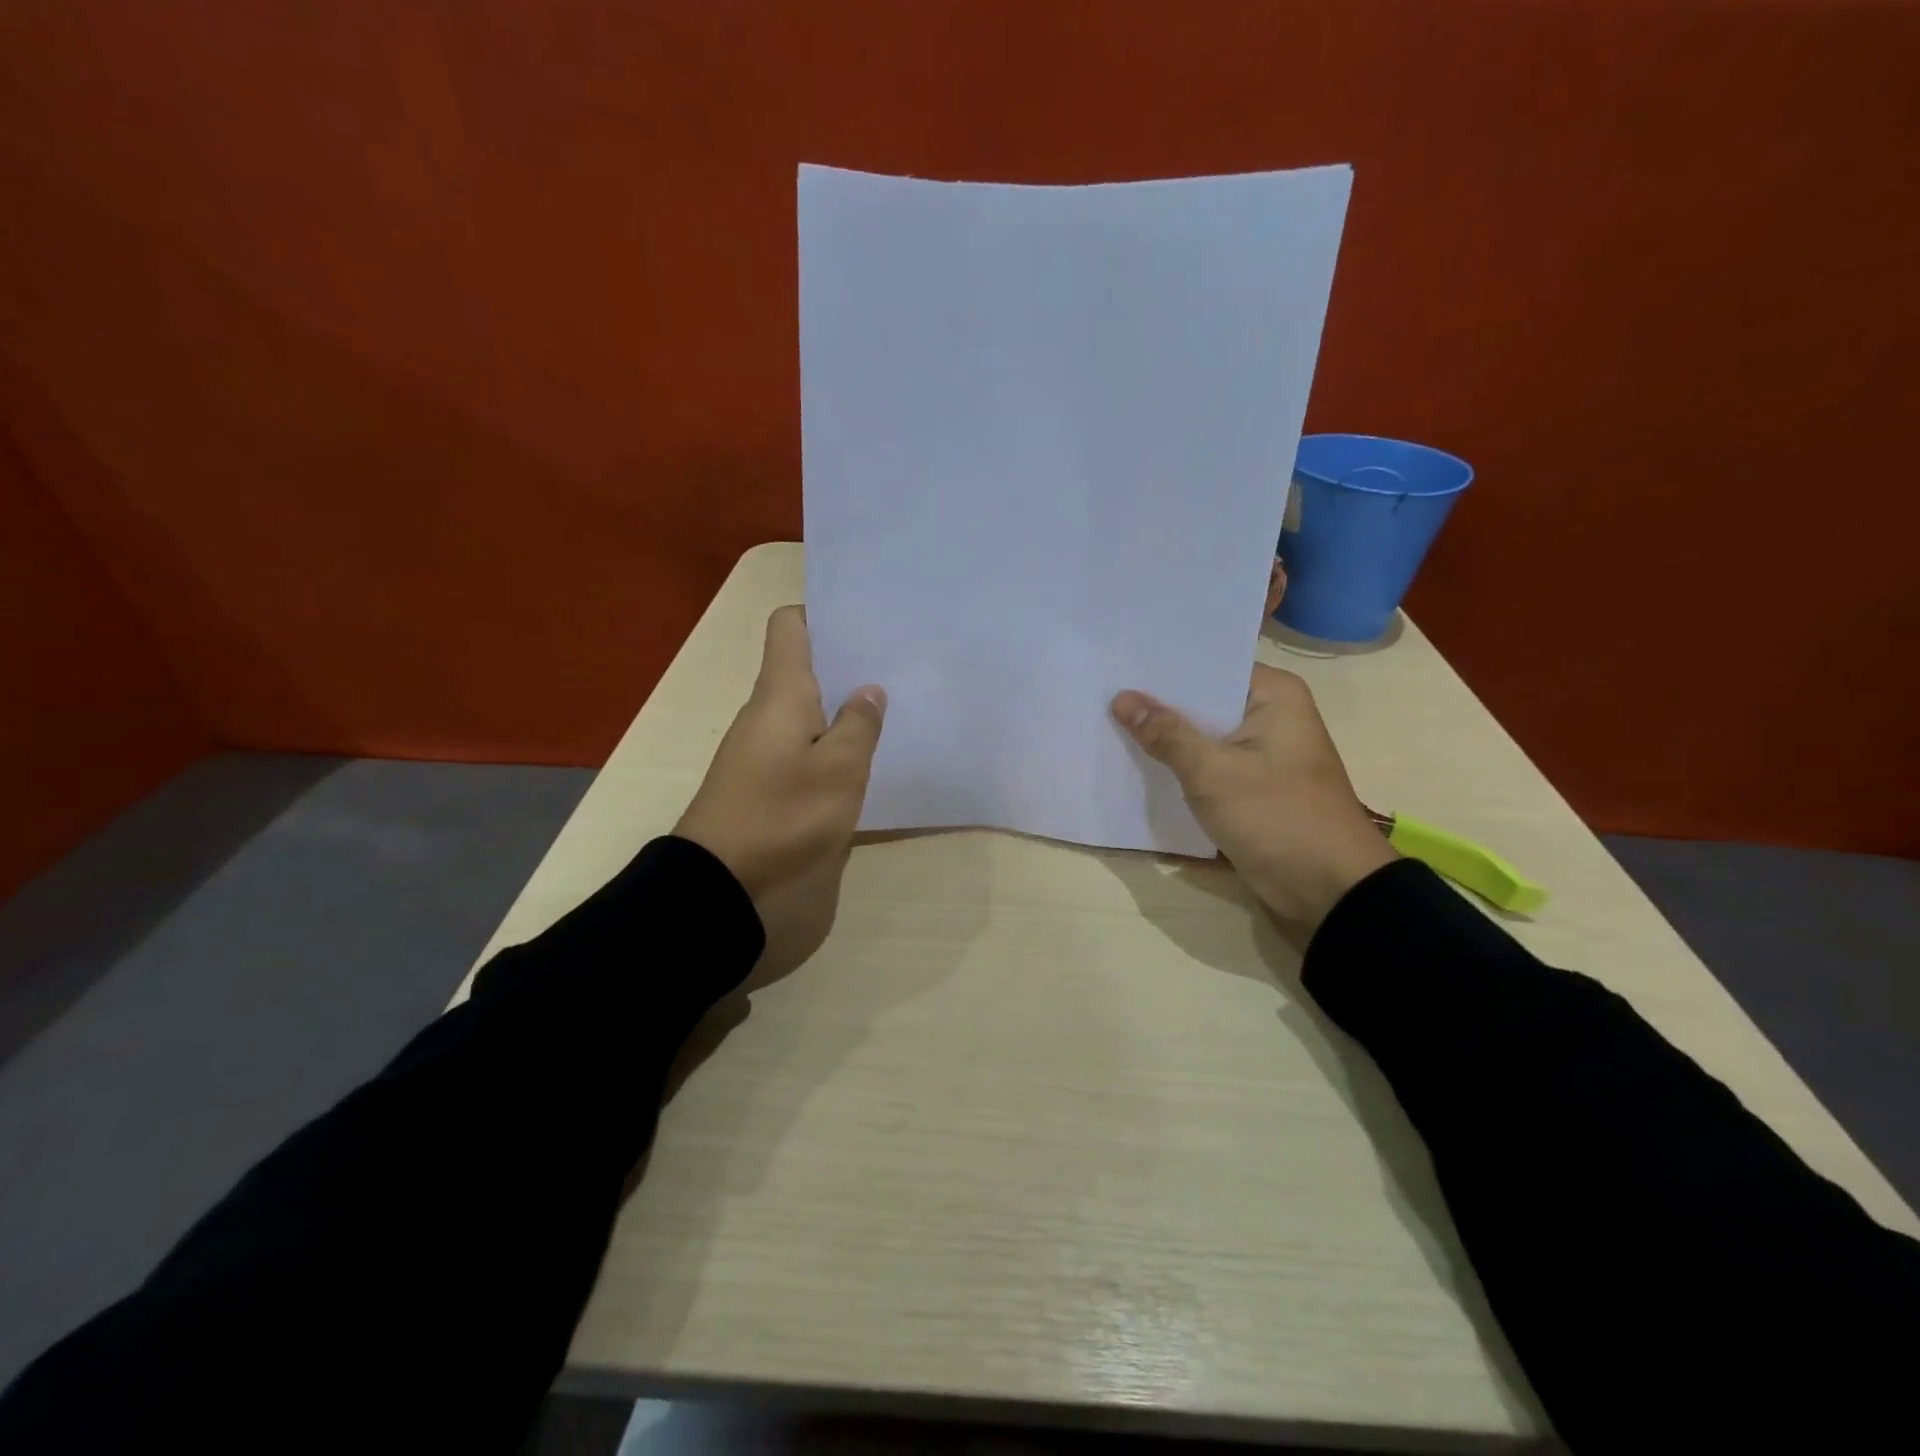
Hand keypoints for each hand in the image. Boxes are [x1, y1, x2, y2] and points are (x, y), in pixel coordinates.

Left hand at [675, 607, 885, 987]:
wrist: (723, 889)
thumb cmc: (783, 816)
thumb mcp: (838, 770)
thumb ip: (858, 726)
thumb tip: (869, 689)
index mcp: (780, 694)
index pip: (791, 627)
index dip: (824, 613)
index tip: (868, 619)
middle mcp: (771, 715)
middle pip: (808, 669)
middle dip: (852, 663)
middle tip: (905, 661)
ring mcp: (771, 754)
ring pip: (814, 713)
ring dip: (850, 708)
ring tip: (903, 705)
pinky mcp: (776, 789)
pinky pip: (812, 751)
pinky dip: (841, 747)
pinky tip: (877, 757)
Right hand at [1111, 664, 1393, 933]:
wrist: (1328, 891)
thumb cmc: (1277, 816)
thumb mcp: (1213, 772)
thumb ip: (1166, 734)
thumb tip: (1121, 698)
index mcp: (1274, 695)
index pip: (1209, 666)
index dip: (1163, 667)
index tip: (1116, 664)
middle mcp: (1270, 716)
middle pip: (1203, 700)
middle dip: (1157, 703)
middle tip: (1100, 693)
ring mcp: (1262, 753)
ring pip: (1203, 735)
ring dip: (1165, 737)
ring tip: (1106, 721)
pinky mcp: (1252, 786)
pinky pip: (1208, 765)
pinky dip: (1179, 766)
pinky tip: (1135, 762)